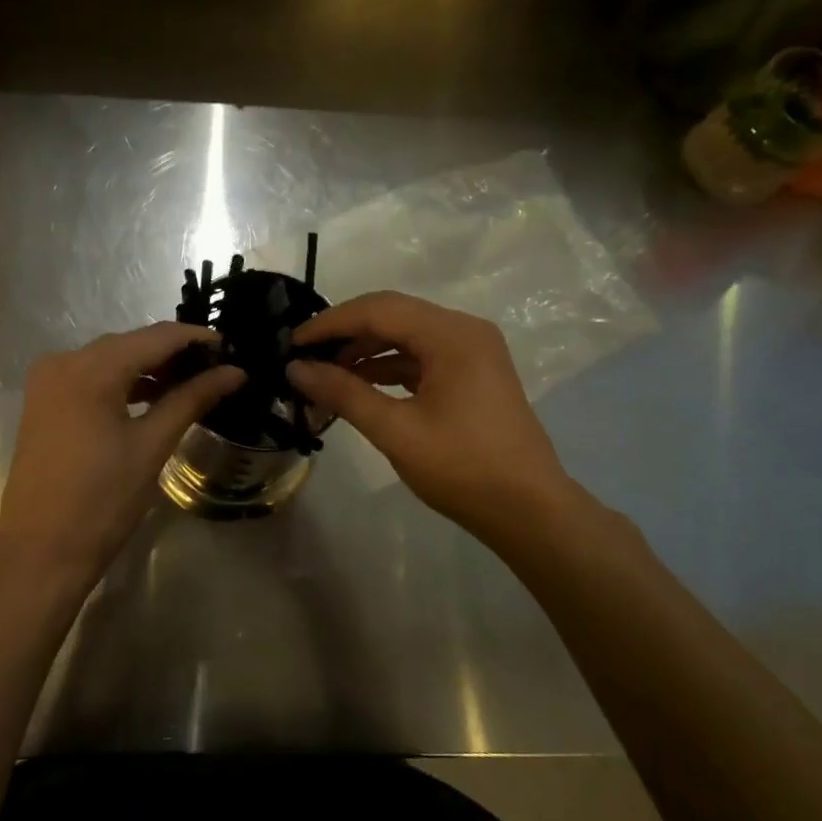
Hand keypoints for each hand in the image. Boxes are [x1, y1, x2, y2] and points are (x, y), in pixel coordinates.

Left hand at [0, 323, 242, 596]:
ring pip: (110, 360)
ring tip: (193, 385)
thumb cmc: (101, 501)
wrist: (40, 552)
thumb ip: (192, 399)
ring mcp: (48, 381)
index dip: (196, 338)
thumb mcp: (151, 446)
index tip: (232, 349)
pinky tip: (153, 398)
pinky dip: (123, 384)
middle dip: (174, 354)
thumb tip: (234, 372)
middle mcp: (64, 361)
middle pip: (130, 344)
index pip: (155, 337)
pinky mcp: (44, 402)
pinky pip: (91, 378)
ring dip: (149, 369)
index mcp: (90, 368)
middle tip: (217, 369)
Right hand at [287, 291, 580, 543]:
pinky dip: (388, 366)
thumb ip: (343, 393)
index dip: (330, 322)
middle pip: (393, 314)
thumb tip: (296, 368)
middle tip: (305, 355)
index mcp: (452, 335)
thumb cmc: (462, 468)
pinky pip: (421, 355)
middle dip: (345, 332)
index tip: (292, 343)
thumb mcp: (396, 430)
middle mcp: (464, 330)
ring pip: (406, 335)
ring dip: (365, 350)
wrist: (528, 510)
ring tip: (325, 373)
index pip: (378, 310)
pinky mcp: (472, 373)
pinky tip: (358, 384)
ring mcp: (472, 351)